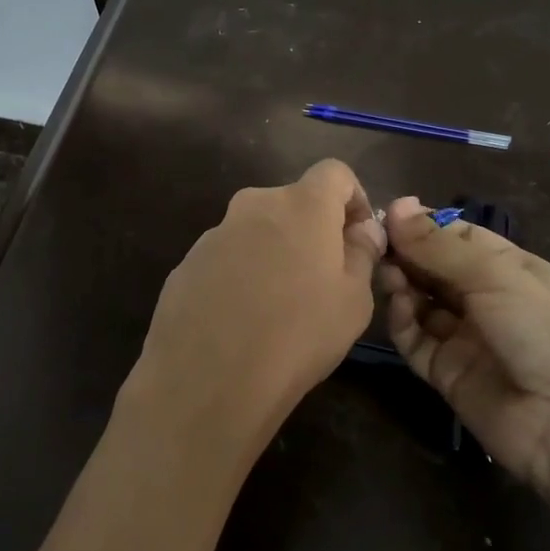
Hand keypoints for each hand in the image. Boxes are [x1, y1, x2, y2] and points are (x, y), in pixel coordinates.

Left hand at [120, 160, 387, 460]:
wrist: (209, 378)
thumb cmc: (299, 334)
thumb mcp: (354, 300)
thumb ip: (362, 253)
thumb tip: (362, 230)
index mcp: (301, 204)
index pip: (335, 172)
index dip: (354, 198)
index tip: (358, 237)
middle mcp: (254, 204)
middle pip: (293, 202)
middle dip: (313, 229)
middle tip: (322, 277)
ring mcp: (215, 232)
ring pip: (257, 230)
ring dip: (274, 252)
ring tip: (279, 306)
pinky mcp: (187, 262)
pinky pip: (227, 257)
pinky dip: (241, 274)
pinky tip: (242, 319)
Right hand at [381, 197, 549, 483]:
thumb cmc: (543, 331)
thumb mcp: (494, 276)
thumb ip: (439, 245)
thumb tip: (395, 204)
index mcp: (507, 267)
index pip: (456, 235)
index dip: (423, 225)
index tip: (386, 215)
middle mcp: (483, 298)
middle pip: (432, 267)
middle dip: (406, 253)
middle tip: (377, 245)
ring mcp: (463, 336)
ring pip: (419, 301)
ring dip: (401, 284)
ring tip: (388, 275)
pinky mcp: (444, 371)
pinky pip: (414, 339)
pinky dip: (401, 321)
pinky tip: (398, 307)